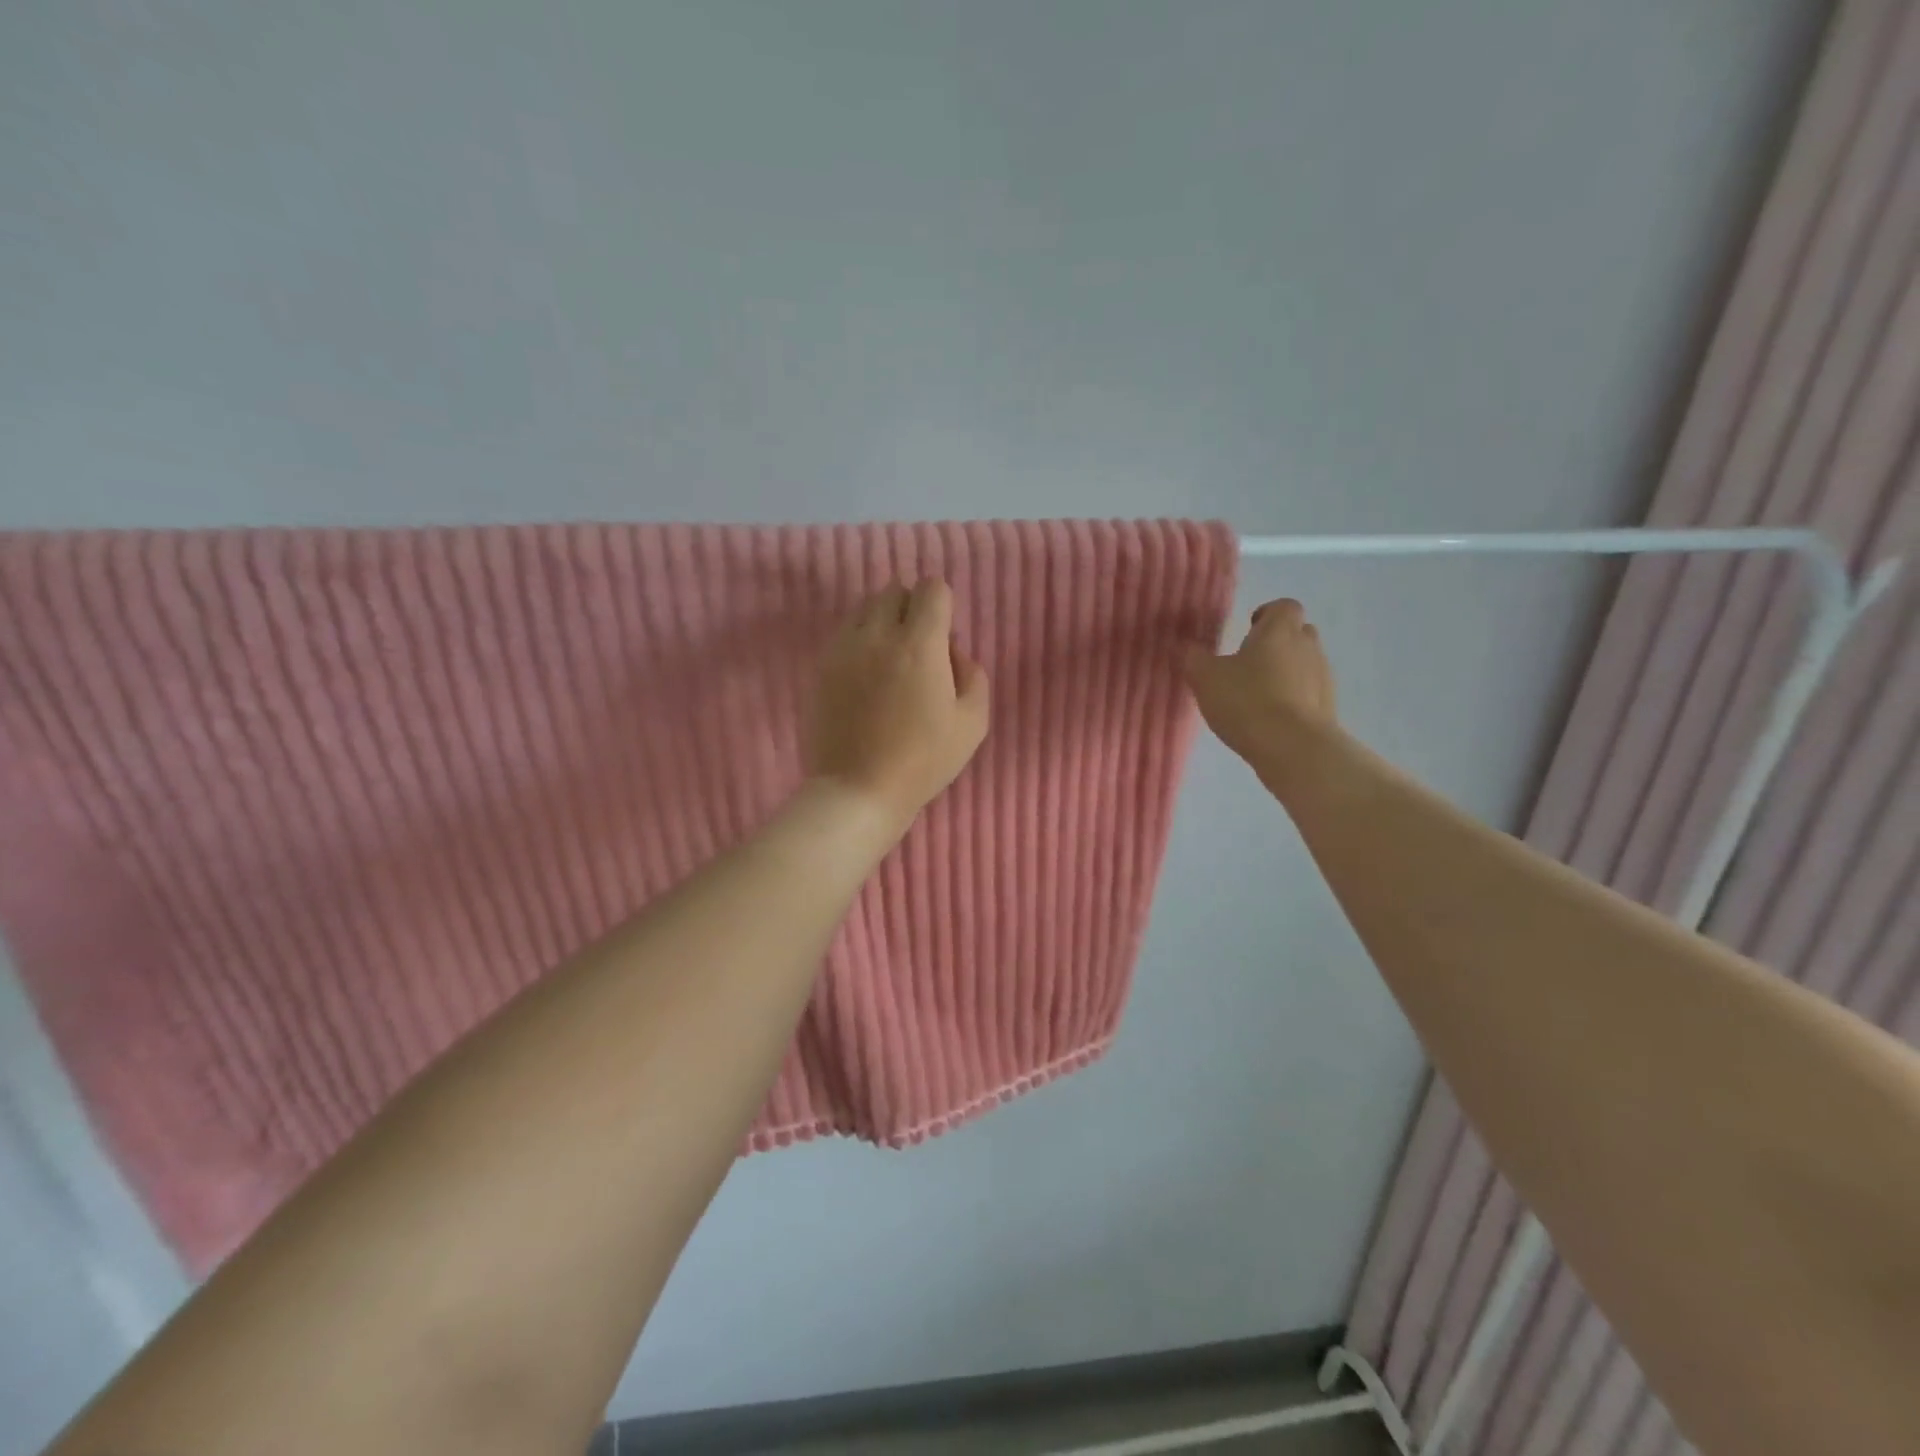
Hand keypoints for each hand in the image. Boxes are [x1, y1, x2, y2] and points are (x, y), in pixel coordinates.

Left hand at [807, 579, 990, 826]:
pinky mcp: (822, 666)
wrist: (859, 789)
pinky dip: (859, 640)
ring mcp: (844, 649)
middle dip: (911, 608)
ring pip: (864, 608)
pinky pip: (844, 633)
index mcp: (919, 645)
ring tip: (890, 659)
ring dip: (882, 621)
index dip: (943, 606)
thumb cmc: (923, 760)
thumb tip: (953, 652)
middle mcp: (878, 635)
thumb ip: (973, 675)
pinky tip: (866, 675)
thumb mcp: (972, 723)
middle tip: (918, 647)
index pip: (932, 589)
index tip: (944, 636)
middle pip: (894, 590)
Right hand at [1183, 598, 1338, 783]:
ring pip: (1305, 664)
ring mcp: (1323, 678)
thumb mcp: (1205, 677)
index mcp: (1279, 630)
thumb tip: (1183, 646)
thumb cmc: (1247, 700)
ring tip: (1258, 695)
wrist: (1293, 747)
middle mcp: (1307, 647)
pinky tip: (1271, 719)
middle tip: (1250, 663)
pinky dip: (1294, 699)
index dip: (1267, 614)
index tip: (1248, 629)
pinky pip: (1309, 693)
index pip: (1284, 606)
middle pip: (1298, 633)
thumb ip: (1192, 657)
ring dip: (1286, 673)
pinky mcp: (1328, 708)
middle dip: (1277, 643)